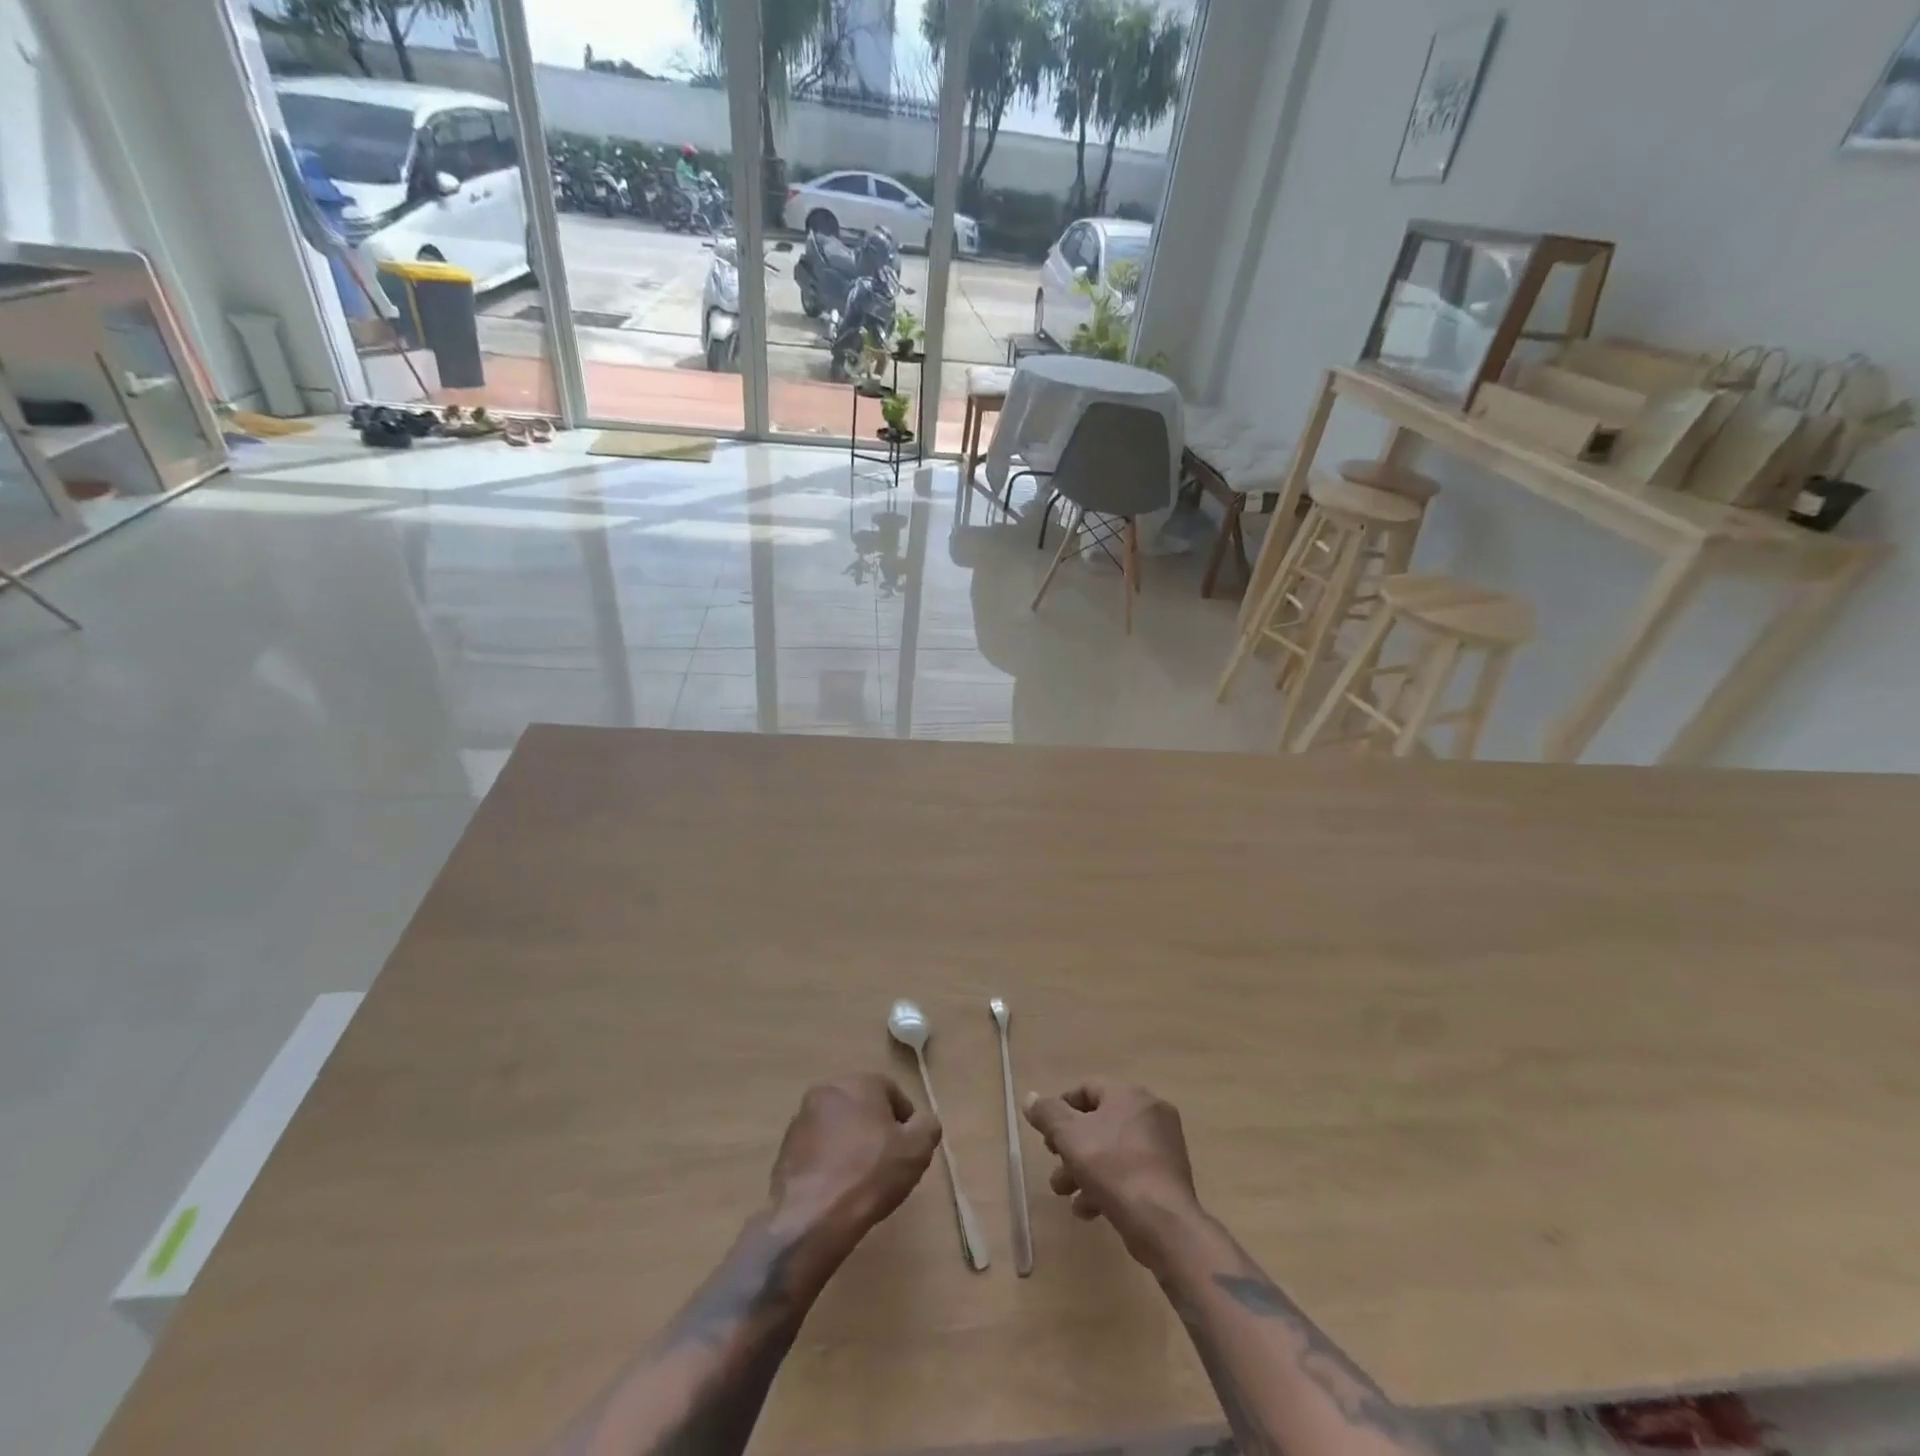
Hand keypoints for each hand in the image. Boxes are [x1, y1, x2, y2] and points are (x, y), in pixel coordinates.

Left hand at [769, 1073, 941, 1253]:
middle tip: (888, 1162)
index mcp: (859, 1082)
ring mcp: (801, 1118)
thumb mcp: (917, 1150)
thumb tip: (923, 1122)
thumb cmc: (870, 1174)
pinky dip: (828, 1161)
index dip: (905, 1121)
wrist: (811, 1217)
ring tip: (860, 1179)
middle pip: (862, 1106)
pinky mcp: (785, 1147)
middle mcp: (828, 1090)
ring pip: (838, 1126)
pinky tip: (837, 1189)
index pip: (892, 1093)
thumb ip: (927, 1127)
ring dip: (850, 1143)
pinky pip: (816, 1148)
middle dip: (876, 1129)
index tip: (909, 1149)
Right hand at [1024, 1081, 1200, 1266]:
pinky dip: (1107, 1184)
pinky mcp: (1168, 1177)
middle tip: (1055, 1166)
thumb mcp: (1070, 1136)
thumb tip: (1030, 1098)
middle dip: (1070, 1147)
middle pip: (1099, 1122)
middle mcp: (1149, 1112)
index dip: (1060, 1110)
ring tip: (1066, 1194)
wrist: (1163, 1222)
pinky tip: (1089, 1209)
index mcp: (1128, 1094)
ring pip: (1112, 1150)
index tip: (1046, 1136)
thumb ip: (1048, 1114)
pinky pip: (1130, 1171)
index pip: (1087, 1089)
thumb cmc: (1113, 1168)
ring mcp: (1163, 1145)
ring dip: (1084, 1169)